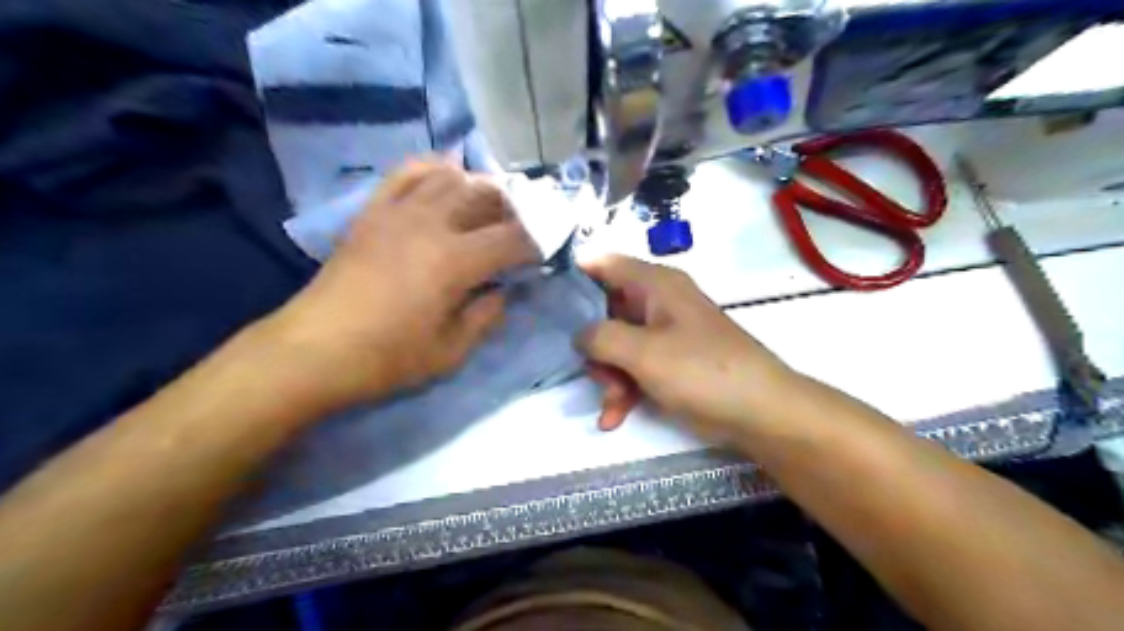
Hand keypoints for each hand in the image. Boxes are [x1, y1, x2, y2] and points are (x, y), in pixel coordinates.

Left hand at [265, 161, 544, 410]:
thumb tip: (502, 292)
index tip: (544, 255)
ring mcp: (399, 211)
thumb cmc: (387, 357)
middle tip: (523, 231)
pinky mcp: (374, 211)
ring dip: (480, 187)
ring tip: (491, 208)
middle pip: (487, 196)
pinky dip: (435, 168)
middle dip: (515, 210)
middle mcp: (431, 223)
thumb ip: (486, 317)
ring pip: (452, 177)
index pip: (514, 238)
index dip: (537, 243)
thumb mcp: (451, 351)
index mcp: (455, 261)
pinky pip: (408, 172)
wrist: (315, 349)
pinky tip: (448, 179)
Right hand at [580, 254, 797, 439]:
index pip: (603, 263)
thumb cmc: (702, 372)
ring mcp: (666, 333)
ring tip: (611, 404)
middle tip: (592, 371)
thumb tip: (578, 334)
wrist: (761, 413)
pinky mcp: (672, 361)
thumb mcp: (643, 353)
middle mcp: (659, 301)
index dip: (573, 277)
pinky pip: (636, 367)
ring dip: (608, 375)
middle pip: (606, 310)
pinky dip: (624, 389)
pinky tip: (614, 417)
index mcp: (655, 284)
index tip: (546, 302)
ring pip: (618, 344)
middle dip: (594, 345)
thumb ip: (600, 337)